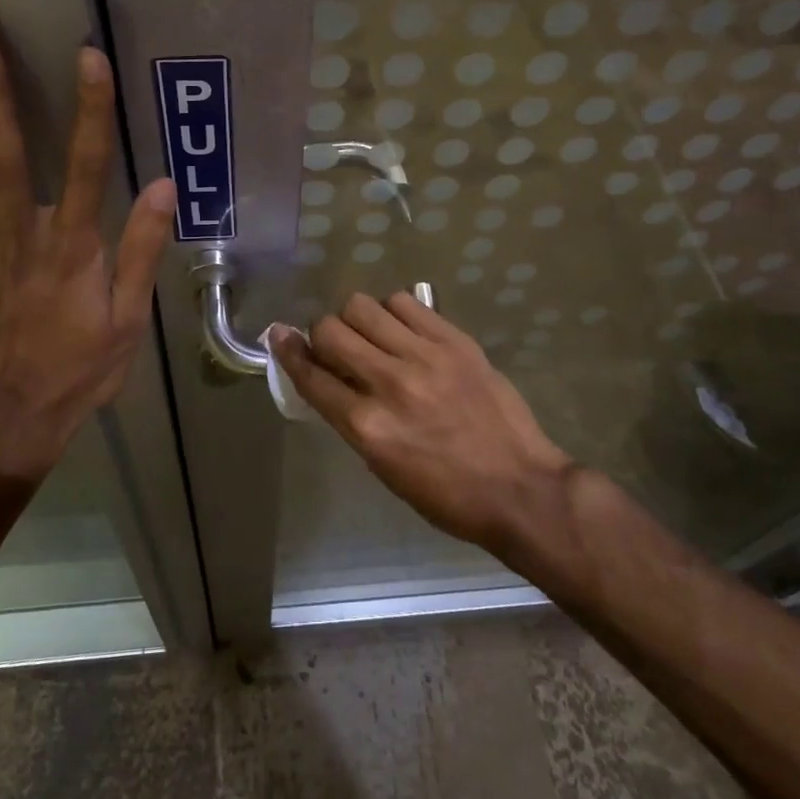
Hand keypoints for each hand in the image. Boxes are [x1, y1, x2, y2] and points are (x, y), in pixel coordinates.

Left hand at [0, 24, 174, 483]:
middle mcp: (21, 235)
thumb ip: (143, 250)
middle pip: (3, 153)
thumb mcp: (129, 319)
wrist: (9, 415)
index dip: (90, 111)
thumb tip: (165, 187)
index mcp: (72, 249)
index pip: (87, 168)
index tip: (88, 57)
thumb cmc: (80, 366)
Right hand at [273, 294, 574, 551]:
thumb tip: (331, 382)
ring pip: (364, 306)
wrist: (520, 487)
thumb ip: (353, 419)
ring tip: (375, 336)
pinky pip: (406, 303)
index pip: (311, 376)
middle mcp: (389, 383)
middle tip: (338, 347)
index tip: (279, 335)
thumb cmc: (448, 495)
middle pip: (331, 330)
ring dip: (359, 320)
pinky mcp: (454, 340)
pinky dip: (394, 312)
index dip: (289, 352)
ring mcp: (424, 356)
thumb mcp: (385, 468)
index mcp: (367, 427)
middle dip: (323, 336)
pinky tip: (404, 329)